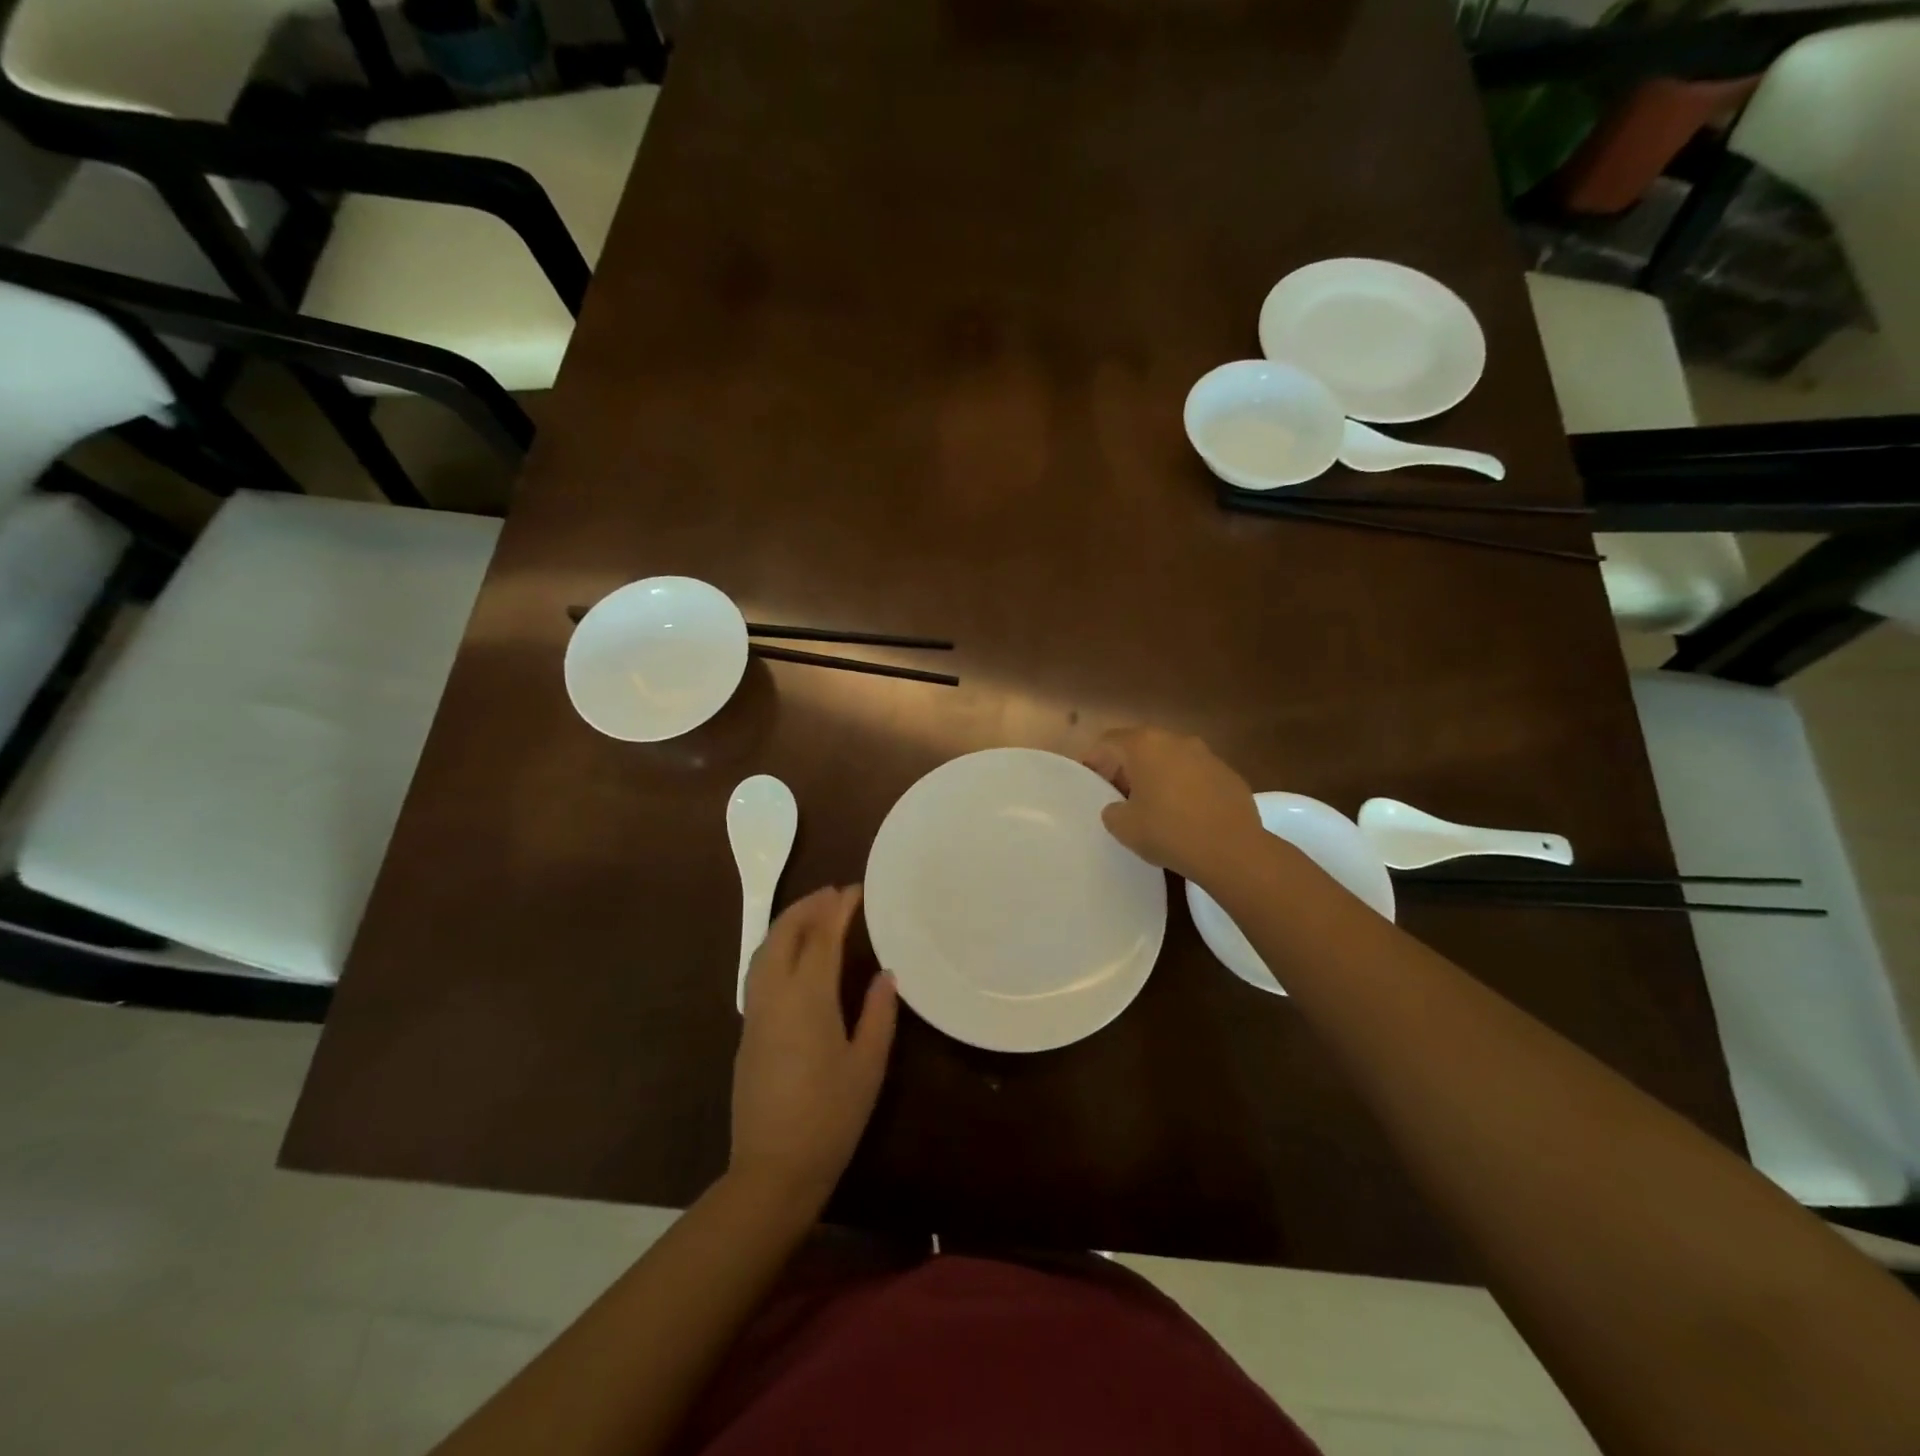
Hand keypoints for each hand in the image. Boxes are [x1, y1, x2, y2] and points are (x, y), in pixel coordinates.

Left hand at [730, 885, 896, 1216]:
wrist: (772, 1169)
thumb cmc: (830, 1116)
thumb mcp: (868, 1065)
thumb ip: (879, 1013)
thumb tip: (886, 974)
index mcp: (808, 997)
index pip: (823, 936)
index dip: (839, 908)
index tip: (857, 889)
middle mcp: (775, 994)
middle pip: (784, 933)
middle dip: (807, 906)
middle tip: (834, 893)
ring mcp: (755, 1012)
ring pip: (764, 950)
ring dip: (788, 923)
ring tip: (814, 913)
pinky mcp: (747, 1031)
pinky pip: (759, 971)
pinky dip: (777, 947)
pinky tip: (793, 956)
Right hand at [1083, 726, 1262, 883]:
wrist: (1232, 850)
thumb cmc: (1169, 831)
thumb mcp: (1124, 827)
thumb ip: (1112, 811)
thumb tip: (1118, 807)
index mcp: (1145, 745)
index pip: (1109, 741)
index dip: (1094, 760)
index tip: (1090, 781)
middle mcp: (1176, 740)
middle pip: (1141, 746)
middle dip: (1126, 767)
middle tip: (1117, 795)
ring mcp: (1207, 755)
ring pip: (1171, 759)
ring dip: (1157, 776)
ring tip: (1151, 806)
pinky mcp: (1229, 775)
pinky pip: (1196, 775)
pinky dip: (1184, 787)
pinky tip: (1184, 815)